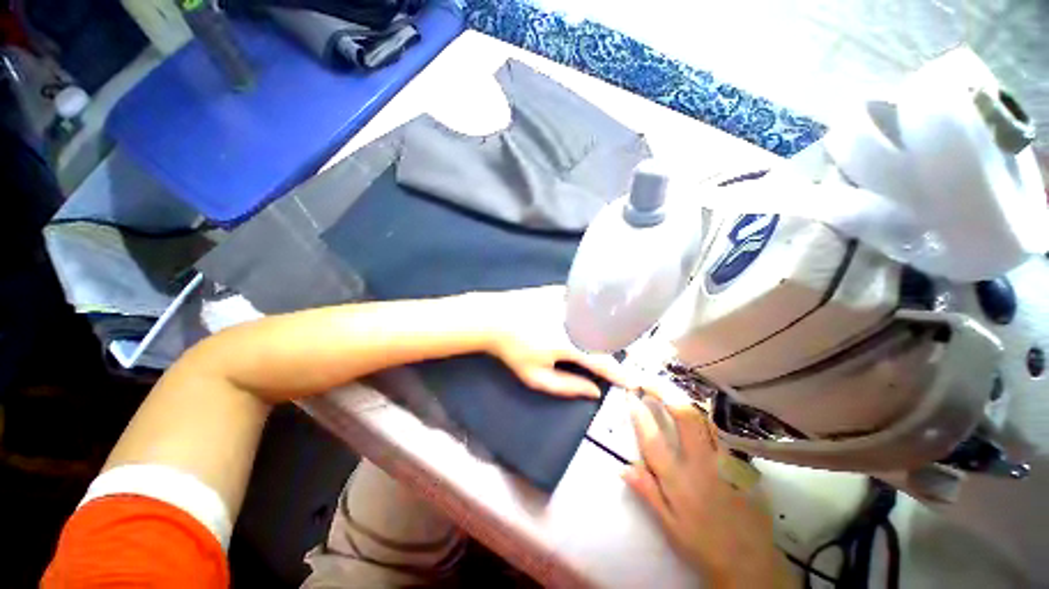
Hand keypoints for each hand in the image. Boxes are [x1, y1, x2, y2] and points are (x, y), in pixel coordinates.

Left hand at [478, 286, 637, 398]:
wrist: (492, 318)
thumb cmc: (512, 351)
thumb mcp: (536, 377)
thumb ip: (567, 386)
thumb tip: (594, 392)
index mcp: (568, 344)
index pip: (601, 362)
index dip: (618, 374)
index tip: (632, 383)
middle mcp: (574, 321)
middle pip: (602, 337)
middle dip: (612, 350)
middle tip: (615, 359)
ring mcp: (568, 302)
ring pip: (596, 318)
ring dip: (604, 329)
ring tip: (607, 338)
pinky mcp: (561, 291)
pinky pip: (583, 303)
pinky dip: (591, 311)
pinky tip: (592, 315)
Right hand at [624, 382, 789, 587]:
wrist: (752, 566)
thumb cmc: (703, 546)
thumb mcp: (668, 525)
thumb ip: (647, 491)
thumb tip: (623, 465)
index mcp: (679, 482)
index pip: (653, 440)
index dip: (639, 413)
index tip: (630, 394)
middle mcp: (702, 465)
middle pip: (685, 417)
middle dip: (665, 392)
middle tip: (649, 381)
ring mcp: (726, 462)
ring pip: (706, 419)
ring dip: (684, 399)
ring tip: (667, 389)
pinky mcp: (742, 464)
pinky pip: (719, 433)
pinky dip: (702, 417)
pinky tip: (694, 413)